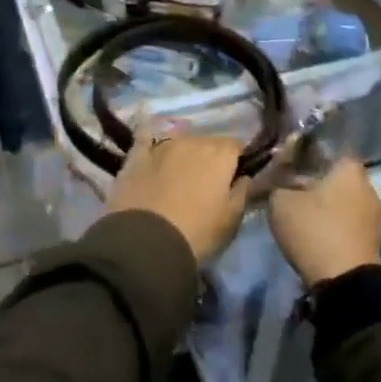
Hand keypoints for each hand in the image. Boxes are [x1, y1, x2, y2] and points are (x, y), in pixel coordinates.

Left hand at [106, 125, 251, 266]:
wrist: (146, 241)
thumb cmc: (198, 232)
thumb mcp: (231, 220)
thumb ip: (242, 192)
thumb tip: (244, 177)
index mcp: (219, 154)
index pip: (235, 145)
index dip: (236, 160)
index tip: (234, 178)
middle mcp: (191, 141)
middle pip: (207, 142)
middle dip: (209, 158)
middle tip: (206, 184)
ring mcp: (161, 146)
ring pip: (179, 142)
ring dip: (183, 155)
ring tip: (179, 178)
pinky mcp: (136, 155)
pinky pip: (145, 139)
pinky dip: (149, 142)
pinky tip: (149, 146)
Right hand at [267, 157, 380, 286]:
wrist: (345, 282)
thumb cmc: (314, 229)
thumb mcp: (280, 200)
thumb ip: (278, 182)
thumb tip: (280, 179)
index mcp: (349, 168)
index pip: (329, 150)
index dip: (309, 156)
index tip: (291, 166)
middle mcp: (368, 186)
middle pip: (339, 177)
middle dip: (319, 183)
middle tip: (294, 192)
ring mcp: (376, 215)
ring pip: (346, 201)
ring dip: (329, 207)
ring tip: (304, 216)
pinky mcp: (376, 241)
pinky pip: (351, 223)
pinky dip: (337, 226)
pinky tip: (318, 234)